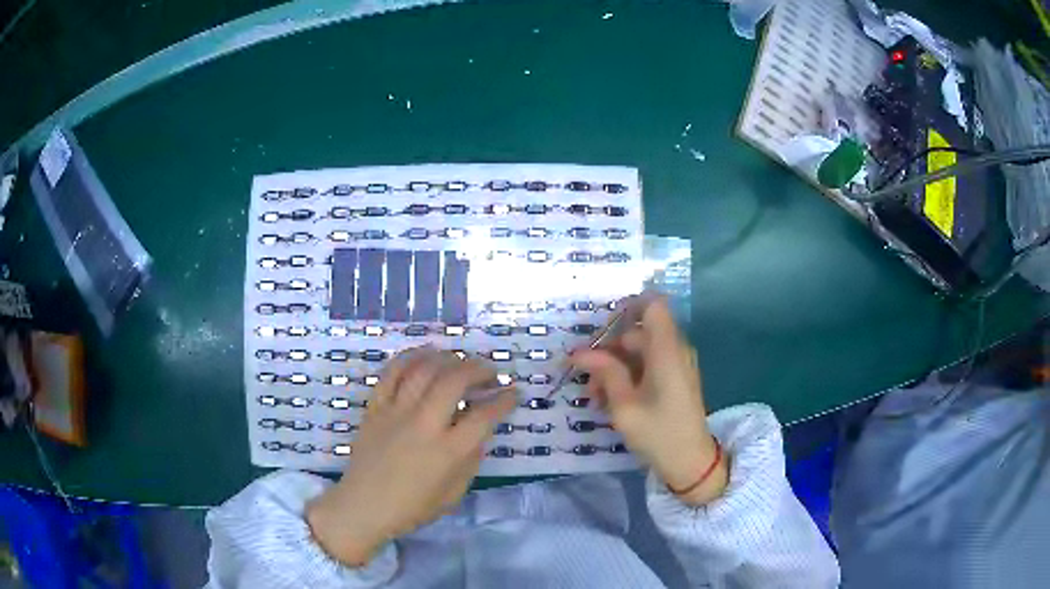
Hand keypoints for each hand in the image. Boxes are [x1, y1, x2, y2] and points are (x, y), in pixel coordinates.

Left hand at [306, 348, 516, 565]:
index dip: (504, 400)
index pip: (484, 416)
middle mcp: (424, 425)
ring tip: (459, 360)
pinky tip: (424, 355)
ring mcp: (396, 412)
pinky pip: (391, 373)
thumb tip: (480, 431)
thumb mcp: (454, 493)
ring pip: (423, 370)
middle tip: (489, 372)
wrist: (364, 506)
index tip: (512, 393)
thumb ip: (471, 460)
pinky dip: (409, 358)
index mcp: (448, 451)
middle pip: (454, 381)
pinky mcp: (375, 407)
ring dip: (447, 358)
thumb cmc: (412, 507)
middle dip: (478, 369)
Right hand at [569, 296, 728, 505]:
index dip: (626, 307)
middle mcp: (675, 350)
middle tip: (585, 375)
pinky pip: (648, 366)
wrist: (691, 462)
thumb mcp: (624, 405)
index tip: (600, 328)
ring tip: (594, 396)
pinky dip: (628, 377)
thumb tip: (580, 352)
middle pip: (638, 332)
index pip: (652, 305)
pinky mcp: (675, 380)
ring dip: (614, 368)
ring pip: (639, 352)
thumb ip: (605, 372)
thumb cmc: (658, 433)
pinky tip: (610, 400)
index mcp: (666, 350)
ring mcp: (676, 365)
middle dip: (608, 349)